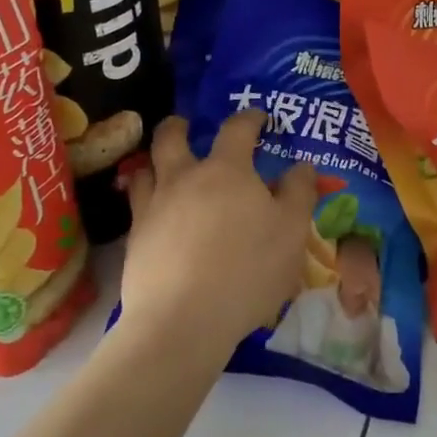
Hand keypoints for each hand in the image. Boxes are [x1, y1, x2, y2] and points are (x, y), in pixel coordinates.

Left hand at [120, 111, 318, 364]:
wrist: (182, 319)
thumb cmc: (248, 270)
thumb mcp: (291, 232)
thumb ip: (298, 193)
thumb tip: (301, 166)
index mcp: (226, 170)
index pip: (237, 129)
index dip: (249, 118)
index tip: (257, 117)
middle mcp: (184, 178)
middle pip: (171, 137)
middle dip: (179, 126)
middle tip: (185, 125)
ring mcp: (153, 207)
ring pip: (145, 168)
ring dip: (154, 161)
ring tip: (162, 167)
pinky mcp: (134, 238)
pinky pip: (135, 205)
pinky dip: (144, 198)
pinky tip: (154, 213)